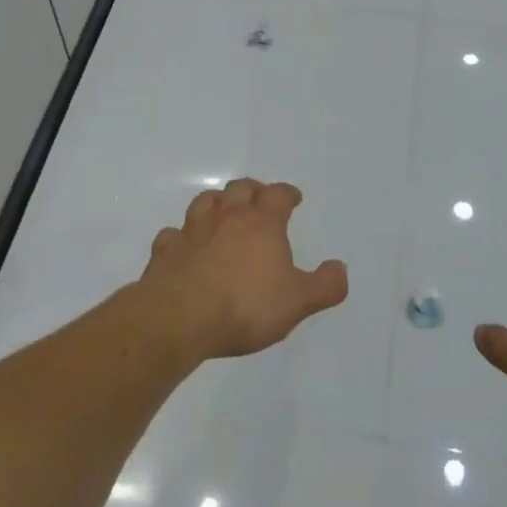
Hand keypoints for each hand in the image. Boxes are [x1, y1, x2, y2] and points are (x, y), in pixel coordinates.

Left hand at [141, 178, 348, 362]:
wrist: (180, 318)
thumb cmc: (245, 306)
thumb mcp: (297, 301)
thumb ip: (325, 286)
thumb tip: (340, 268)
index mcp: (263, 223)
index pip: (279, 195)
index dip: (288, 193)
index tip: (293, 198)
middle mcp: (228, 218)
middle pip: (240, 188)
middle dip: (252, 190)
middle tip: (259, 198)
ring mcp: (193, 232)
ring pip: (205, 202)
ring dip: (216, 203)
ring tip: (222, 212)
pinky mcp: (165, 252)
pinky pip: (172, 235)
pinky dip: (180, 236)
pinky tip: (184, 246)